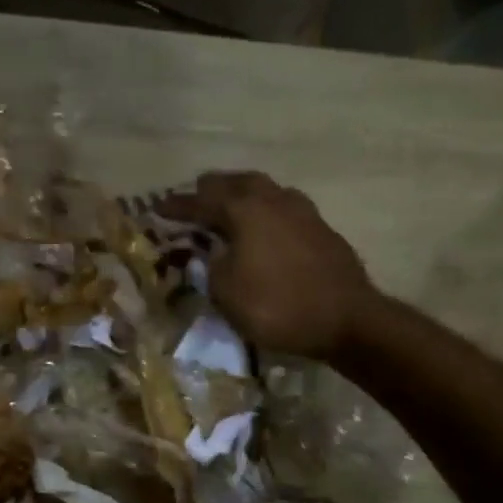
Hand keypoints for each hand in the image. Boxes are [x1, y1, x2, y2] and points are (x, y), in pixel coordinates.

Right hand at [163, 171, 374, 360]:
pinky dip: (264, 211)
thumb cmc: (276, 306)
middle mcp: (273, 200)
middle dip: (212, 189)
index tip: (157, 207)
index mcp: (244, 210)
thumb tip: (211, 254)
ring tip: (228, 207)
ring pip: (264, 190)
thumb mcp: (226, 293)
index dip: (177, 206)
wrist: (345, 318)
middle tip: (196, 197)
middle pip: (237, 183)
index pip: (201, 202)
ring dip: (242, 195)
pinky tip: (263, 226)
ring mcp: (302, 211)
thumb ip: (210, 267)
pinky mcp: (320, 228)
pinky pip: (282, 208)